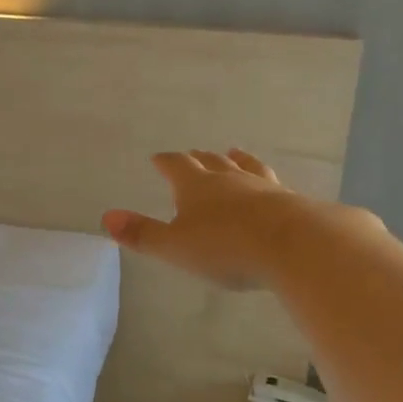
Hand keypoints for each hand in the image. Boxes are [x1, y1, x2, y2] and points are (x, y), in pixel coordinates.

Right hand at [101, 149, 305, 289]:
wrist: (295, 245)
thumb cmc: (226, 247)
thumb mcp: (175, 247)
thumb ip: (142, 234)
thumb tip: (106, 217)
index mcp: (196, 187)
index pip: (176, 166)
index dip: (165, 162)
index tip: (158, 158)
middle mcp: (229, 179)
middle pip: (211, 162)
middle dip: (199, 159)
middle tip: (194, 155)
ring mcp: (263, 188)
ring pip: (246, 167)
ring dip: (237, 161)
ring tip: (235, 154)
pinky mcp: (291, 202)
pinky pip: (274, 185)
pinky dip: (266, 182)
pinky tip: (273, 187)